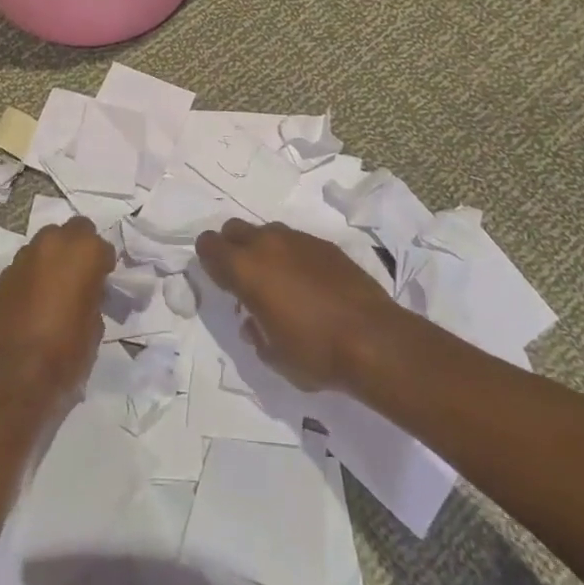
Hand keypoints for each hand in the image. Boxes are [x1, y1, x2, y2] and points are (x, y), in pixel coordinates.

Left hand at [0, 217, 113, 405]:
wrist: (14, 376)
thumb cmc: (66, 351)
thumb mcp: (95, 324)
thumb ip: (93, 295)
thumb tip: (86, 292)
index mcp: (83, 251)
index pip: (101, 245)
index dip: (103, 264)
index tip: (103, 282)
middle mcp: (52, 243)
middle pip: (71, 232)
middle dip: (77, 249)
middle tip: (80, 277)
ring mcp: (23, 258)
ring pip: (44, 246)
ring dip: (52, 260)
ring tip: (55, 290)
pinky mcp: (2, 276)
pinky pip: (25, 267)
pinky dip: (32, 277)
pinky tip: (34, 302)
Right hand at [195, 220, 400, 391]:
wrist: (374, 340)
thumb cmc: (314, 352)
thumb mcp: (272, 355)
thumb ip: (255, 331)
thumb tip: (254, 320)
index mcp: (246, 268)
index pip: (209, 244)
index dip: (209, 260)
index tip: (220, 281)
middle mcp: (268, 244)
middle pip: (235, 229)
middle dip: (233, 248)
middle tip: (244, 279)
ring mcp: (299, 240)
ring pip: (267, 232)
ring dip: (264, 251)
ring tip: (279, 283)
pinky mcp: (325, 245)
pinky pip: (296, 242)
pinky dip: (293, 257)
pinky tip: (308, 284)